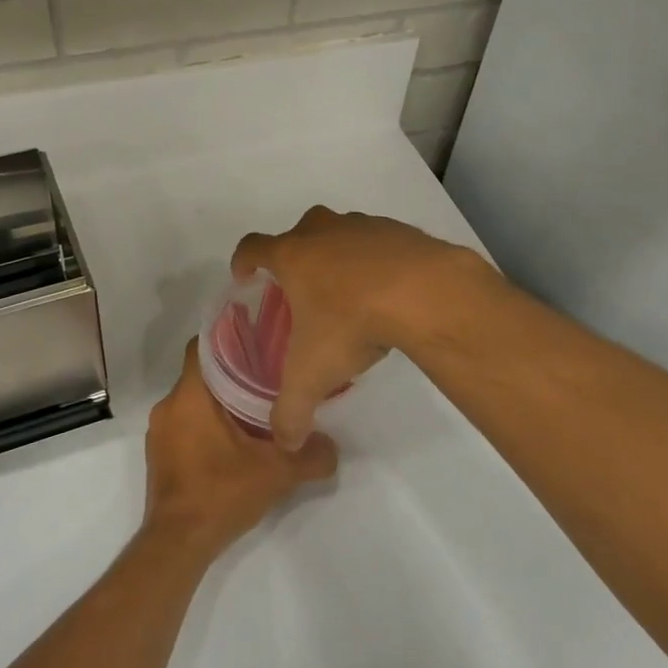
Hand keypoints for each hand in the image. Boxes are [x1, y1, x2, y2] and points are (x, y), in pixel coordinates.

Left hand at [144, 340, 337, 560]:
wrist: (178, 542)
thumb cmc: (221, 493)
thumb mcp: (277, 473)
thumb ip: (311, 456)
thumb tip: (333, 446)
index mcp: (190, 396)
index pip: (202, 346)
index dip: (229, 339)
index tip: (258, 343)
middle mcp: (168, 406)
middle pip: (201, 374)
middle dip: (232, 374)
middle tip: (268, 379)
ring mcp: (160, 432)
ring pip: (193, 402)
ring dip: (220, 403)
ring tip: (255, 411)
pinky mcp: (159, 454)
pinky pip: (184, 425)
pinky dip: (206, 425)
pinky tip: (233, 443)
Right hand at [232, 206, 485, 449]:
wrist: (425, 293)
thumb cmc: (352, 323)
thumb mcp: (313, 375)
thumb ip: (291, 410)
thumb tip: (285, 442)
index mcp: (292, 255)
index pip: (252, 247)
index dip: (243, 260)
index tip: (244, 276)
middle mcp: (323, 232)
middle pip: (298, 234)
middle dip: (295, 257)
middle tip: (301, 290)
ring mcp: (364, 226)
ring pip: (341, 234)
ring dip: (338, 257)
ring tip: (349, 294)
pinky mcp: (401, 231)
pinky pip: (379, 243)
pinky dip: (377, 261)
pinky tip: (389, 292)